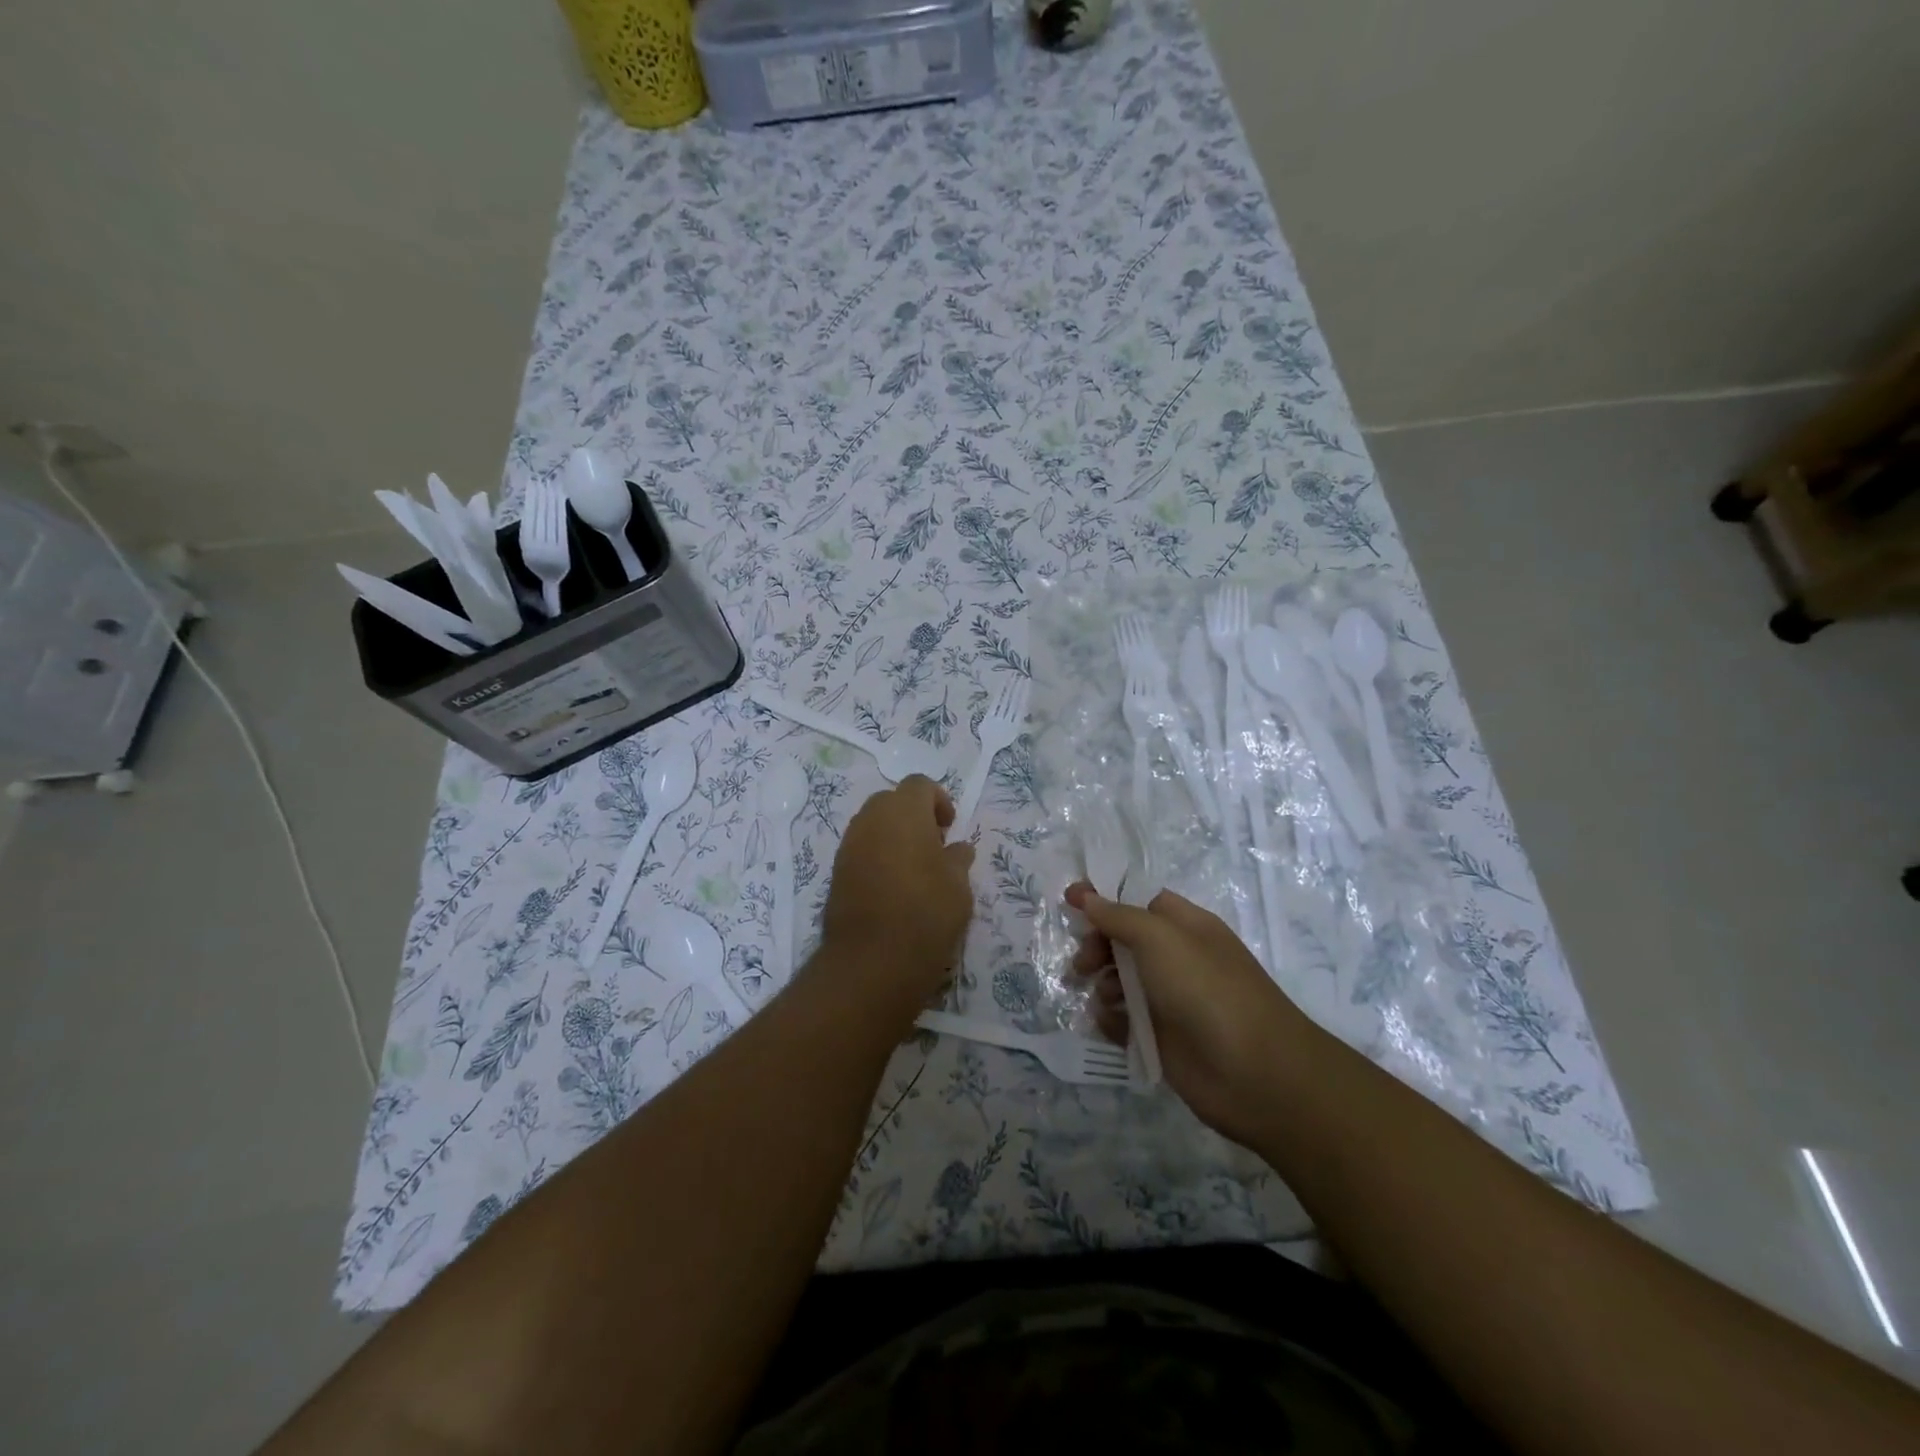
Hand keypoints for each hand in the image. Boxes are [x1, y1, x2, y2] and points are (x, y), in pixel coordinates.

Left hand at [819, 776, 975, 1005]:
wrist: (872, 959)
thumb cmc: (926, 912)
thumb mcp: (958, 885)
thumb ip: (958, 859)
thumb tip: (956, 849)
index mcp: (903, 811)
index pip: (920, 785)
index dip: (938, 801)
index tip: (950, 828)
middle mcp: (871, 819)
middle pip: (893, 801)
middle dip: (913, 816)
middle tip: (934, 846)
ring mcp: (849, 845)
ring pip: (873, 826)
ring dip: (894, 837)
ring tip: (914, 870)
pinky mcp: (836, 872)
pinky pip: (861, 850)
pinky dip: (877, 857)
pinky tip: (893, 888)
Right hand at [1065, 883, 1322, 1146]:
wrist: (1254, 1073)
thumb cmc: (1206, 989)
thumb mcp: (1160, 938)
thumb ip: (1118, 916)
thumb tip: (1085, 894)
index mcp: (1185, 926)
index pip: (1139, 900)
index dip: (1104, 897)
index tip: (1069, 900)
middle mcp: (1177, 958)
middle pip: (1123, 939)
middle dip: (1096, 945)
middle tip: (1082, 963)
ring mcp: (1169, 999)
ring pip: (1119, 980)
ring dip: (1101, 983)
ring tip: (1102, 997)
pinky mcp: (1161, 1038)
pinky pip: (1123, 1020)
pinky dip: (1111, 1019)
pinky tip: (1109, 1023)